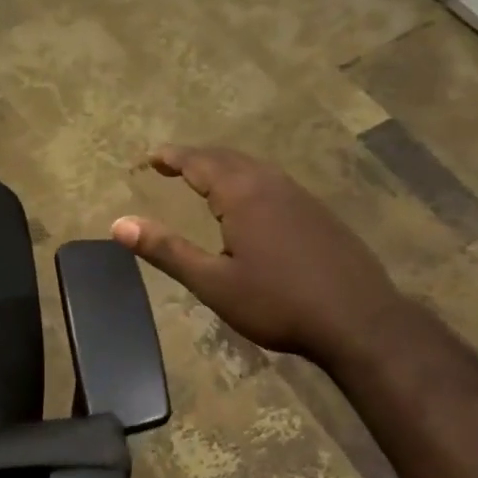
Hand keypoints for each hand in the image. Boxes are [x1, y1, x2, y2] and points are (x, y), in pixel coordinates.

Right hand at [111, 145, 403, 357]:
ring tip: (205, 178)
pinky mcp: (320, 214)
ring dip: (225, 167)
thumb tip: (119, 224)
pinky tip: (251, 203)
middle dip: (197, 157)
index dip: (173, 157)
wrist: (358, 321)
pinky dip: (249, 181)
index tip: (151, 157)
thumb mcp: (213, 283)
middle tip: (172, 163)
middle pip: (229, 158)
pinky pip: (274, 183)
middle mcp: (272, 185)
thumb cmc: (277, 303)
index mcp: (243, 195)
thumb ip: (166, 251)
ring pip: (255, 168)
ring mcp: (301, 197)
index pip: (200, 162)